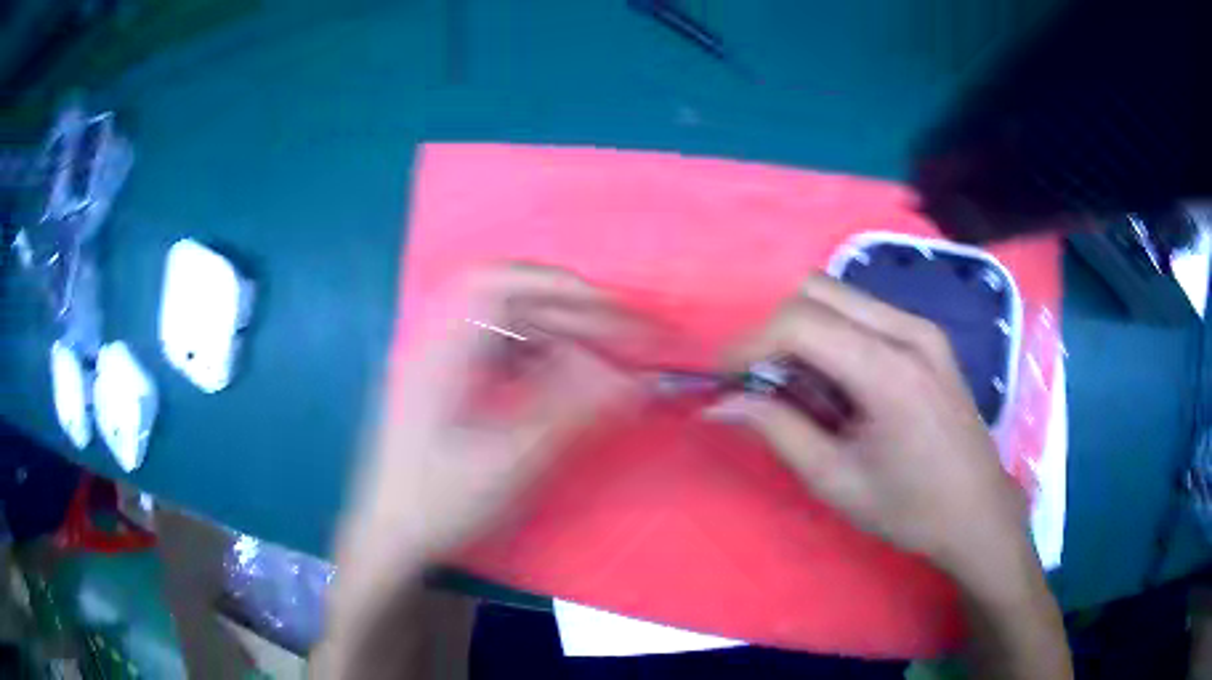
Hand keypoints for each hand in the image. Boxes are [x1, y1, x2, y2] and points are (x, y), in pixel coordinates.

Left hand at [341, 264, 651, 572]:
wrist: (390, 535)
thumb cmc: (438, 502)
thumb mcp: (508, 462)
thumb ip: (571, 413)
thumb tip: (632, 380)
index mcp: (440, 354)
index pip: (494, 284)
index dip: (553, 283)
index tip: (606, 306)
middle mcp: (437, 345)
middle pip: (506, 302)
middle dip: (567, 312)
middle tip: (619, 337)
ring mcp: (439, 363)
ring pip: (505, 326)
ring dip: (555, 334)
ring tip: (599, 358)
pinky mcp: (445, 383)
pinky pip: (498, 352)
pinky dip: (537, 357)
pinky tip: (562, 378)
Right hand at [706, 275, 1028, 588]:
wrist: (978, 512)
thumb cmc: (909, 508)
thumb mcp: (835, 480)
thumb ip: (777, 430)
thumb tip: (720, 403)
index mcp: (889, 370)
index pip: (801, 323)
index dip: (749, 343)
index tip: (721, 377)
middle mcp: (908, 331)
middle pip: (817, 291)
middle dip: (774, 329)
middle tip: (759, 380)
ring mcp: (923, 328)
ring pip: (840, 296)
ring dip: (803, 330)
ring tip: (798, 388)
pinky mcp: (928, 337)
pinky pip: (864, 313)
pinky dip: (833, 335)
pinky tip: (837, 384)